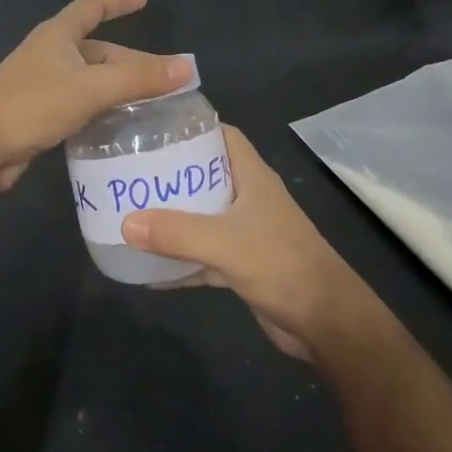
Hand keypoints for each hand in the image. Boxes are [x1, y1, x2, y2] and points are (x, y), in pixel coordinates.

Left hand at [0, 0, 191, 193]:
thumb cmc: (29, 105)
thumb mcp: (89, 88)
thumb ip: (138, 80)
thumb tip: (187, 68)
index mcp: (57, 37)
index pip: (92, 7)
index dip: (118, 1)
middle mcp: (49, 57)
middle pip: (97, 51)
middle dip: (130, 61)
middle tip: (166, 78)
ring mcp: (42, 88)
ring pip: (90, 82)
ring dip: (119, 90)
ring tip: (153, 105)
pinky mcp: (38, 118)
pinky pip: (80, 108)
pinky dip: (102, 113)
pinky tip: (121, 129)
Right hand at [123, 126, 378, 360]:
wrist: (326, 322)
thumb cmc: (282, 265)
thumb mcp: (225, 243)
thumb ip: (176, 232)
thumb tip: (125, 222)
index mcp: (253, 177)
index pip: (223, 136)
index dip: (192, 129)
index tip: (153, 130)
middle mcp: (249, 199)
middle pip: (205, 175)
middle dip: (171, 174)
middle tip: (129, 172)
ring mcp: (247, 232)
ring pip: (202, 216)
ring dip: (172, 217)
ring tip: (131, 212)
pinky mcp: (243, 264)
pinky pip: (203, 255)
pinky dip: (179, 260)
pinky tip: (147, 270)